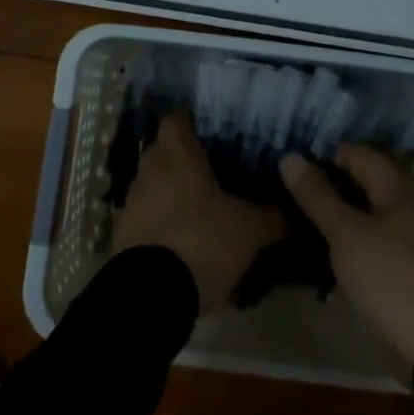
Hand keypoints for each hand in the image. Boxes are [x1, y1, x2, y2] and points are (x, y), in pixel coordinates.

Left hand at [113, 113, 284, 307]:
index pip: (178, 119)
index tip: (214, 133)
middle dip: (186, 161)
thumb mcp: (248, 230)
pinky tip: (184, 242)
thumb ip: (270, 216)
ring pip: (154, 185)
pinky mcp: (122, 235)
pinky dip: (162, 224)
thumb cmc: (201, 241)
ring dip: (173, 194)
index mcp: (176, 154)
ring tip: (202, 212)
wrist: (149, 295)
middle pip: (165, 152)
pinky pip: (146, 217)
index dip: (194, 122)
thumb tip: (291, 211)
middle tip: (216, 173)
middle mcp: (149, 169)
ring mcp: (131, 202)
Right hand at [282, 145, 413, 372]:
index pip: (357, 154)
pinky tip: (334, 253)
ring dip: (343, 215)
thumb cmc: (391, 279)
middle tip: (294, 196)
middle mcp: (413, 205)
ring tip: (307, 223)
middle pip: (366, 182)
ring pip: (372, 213)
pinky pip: (380, 240)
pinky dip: (357, 239)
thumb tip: (289, 156)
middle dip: (332, 186)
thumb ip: (317, 196)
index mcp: (399, 188)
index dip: (324, 156)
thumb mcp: (346, 235)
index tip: (293, 170)